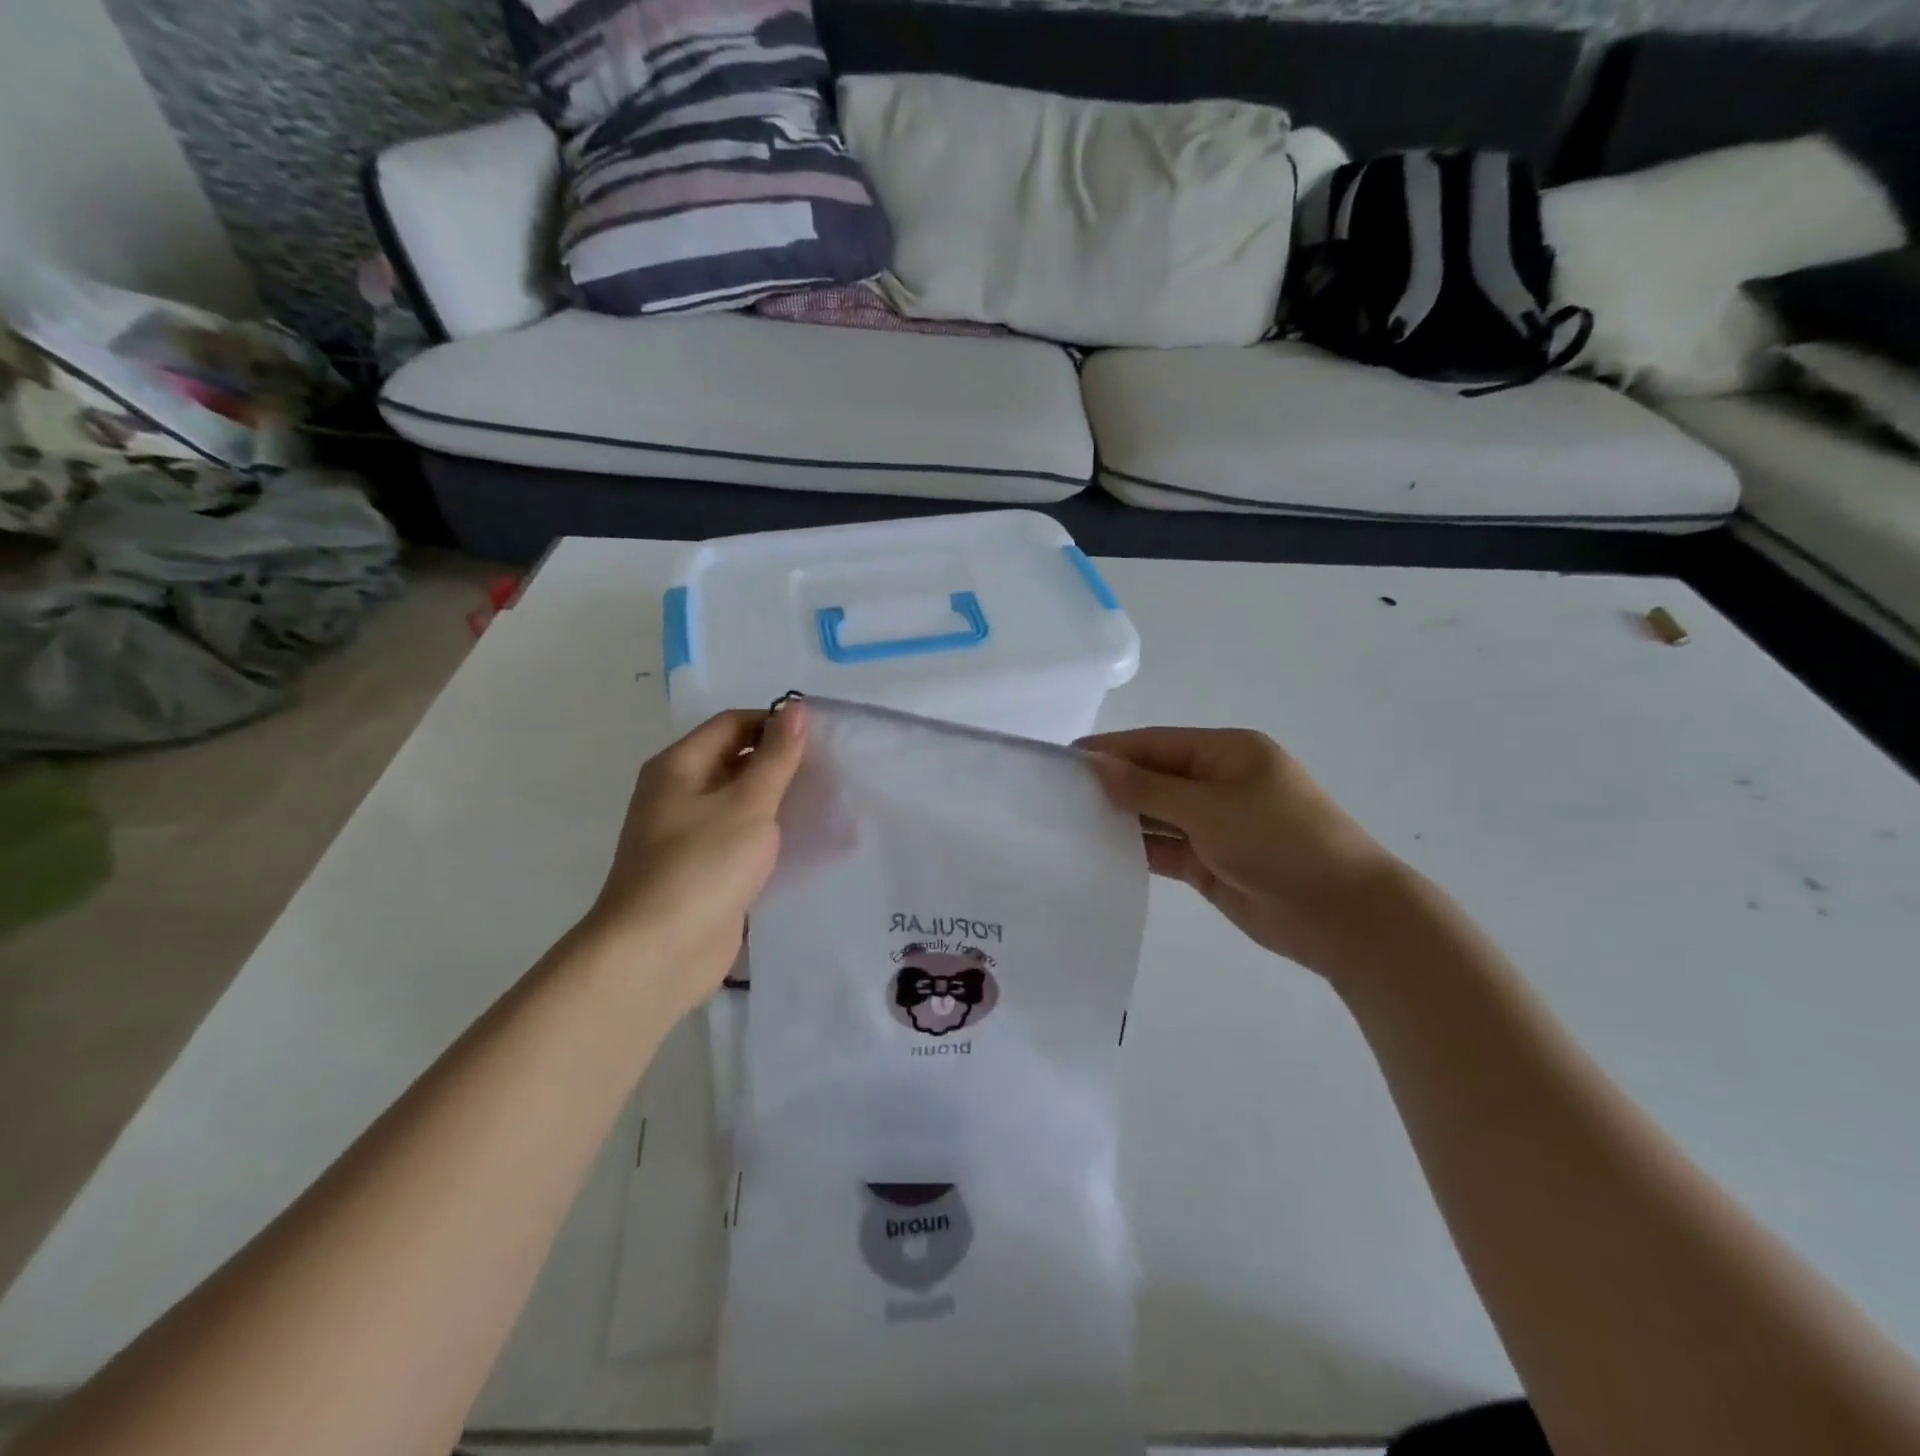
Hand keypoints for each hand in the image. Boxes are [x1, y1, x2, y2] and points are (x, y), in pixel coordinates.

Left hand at [576, 702, 807, 1018]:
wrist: (657, 953)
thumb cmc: (702, 866)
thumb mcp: (748, 804)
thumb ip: (776, 758)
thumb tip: (796, 709)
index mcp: (679, 766)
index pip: (733, 725)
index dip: (776, 724)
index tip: (822, 739)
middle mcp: (679, 793)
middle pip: (736, 761)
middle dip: (781, 763)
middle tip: (832, 771)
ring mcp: (689, 834)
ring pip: (741, 802)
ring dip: (779, 801)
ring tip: (827, 803)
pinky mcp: (703, 870)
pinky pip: (740, 839)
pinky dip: (769, 835)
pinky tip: (805, 842)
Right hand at [1079, 726, 1408, 980]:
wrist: (1344, 916)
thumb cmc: (1281, 842)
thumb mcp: (1210, 808)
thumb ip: (1149, 788)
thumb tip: (1097, 765)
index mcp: (1226, 753)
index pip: (1154, 743)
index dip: (1109, 750)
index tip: (1062, 760)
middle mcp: (1218, 783)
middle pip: (1153, 777)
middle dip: (1110, 785)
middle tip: (1055, 796)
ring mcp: (1215, 825)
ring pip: (1156, 815)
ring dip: (1121, 818)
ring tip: (1067, 824)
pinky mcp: (1211, 863)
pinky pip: (1165, 849)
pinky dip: (1137, 849)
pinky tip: (1099, 852)